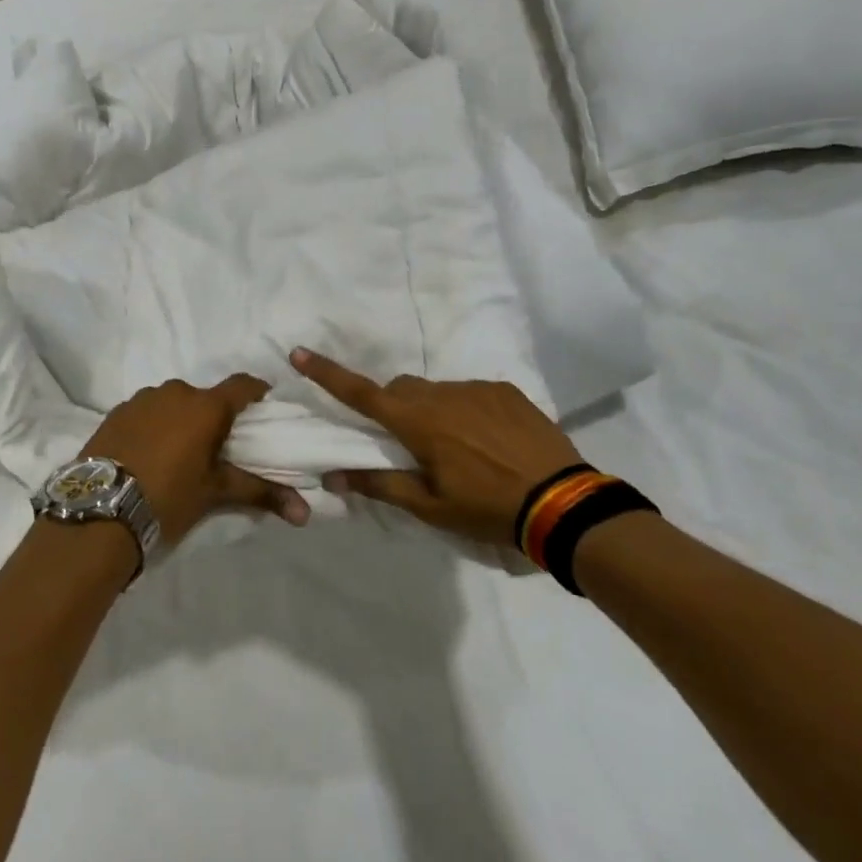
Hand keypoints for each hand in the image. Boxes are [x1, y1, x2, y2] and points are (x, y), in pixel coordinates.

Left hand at [80, 374, 310, 546]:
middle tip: (215, 448)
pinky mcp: (115, 412)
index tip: (262, 411)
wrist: (99, 513)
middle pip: (206, 397)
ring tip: (177, 454)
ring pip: (173, 403)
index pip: (243, 385)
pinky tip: (146, 454)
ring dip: (180, 420)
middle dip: (214, 417)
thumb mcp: (215, 494)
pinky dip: (152, 426)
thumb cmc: (168, 498)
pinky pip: (145, 412)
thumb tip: (306, 514)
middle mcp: (175, 392)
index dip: (256, 394)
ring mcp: (141, 399)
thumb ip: (261, 493)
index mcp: (206, 407)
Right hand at [291, 348, 581, 546]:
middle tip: (405, 442)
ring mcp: (477, 388)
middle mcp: (443, 395)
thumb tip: (333, 477)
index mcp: (418, 422)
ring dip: (431, 410)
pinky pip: (469, 392)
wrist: (562, 501)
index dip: (327, 374)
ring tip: (456, 449)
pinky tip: (486, 441)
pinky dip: (464, 410)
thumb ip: (380, 486)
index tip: (299, 353)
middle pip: (400, 389)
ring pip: (436, 391)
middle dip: (391, 406)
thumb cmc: (487, 508)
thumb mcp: (430, 507)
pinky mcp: (505, 390)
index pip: (362, 393)